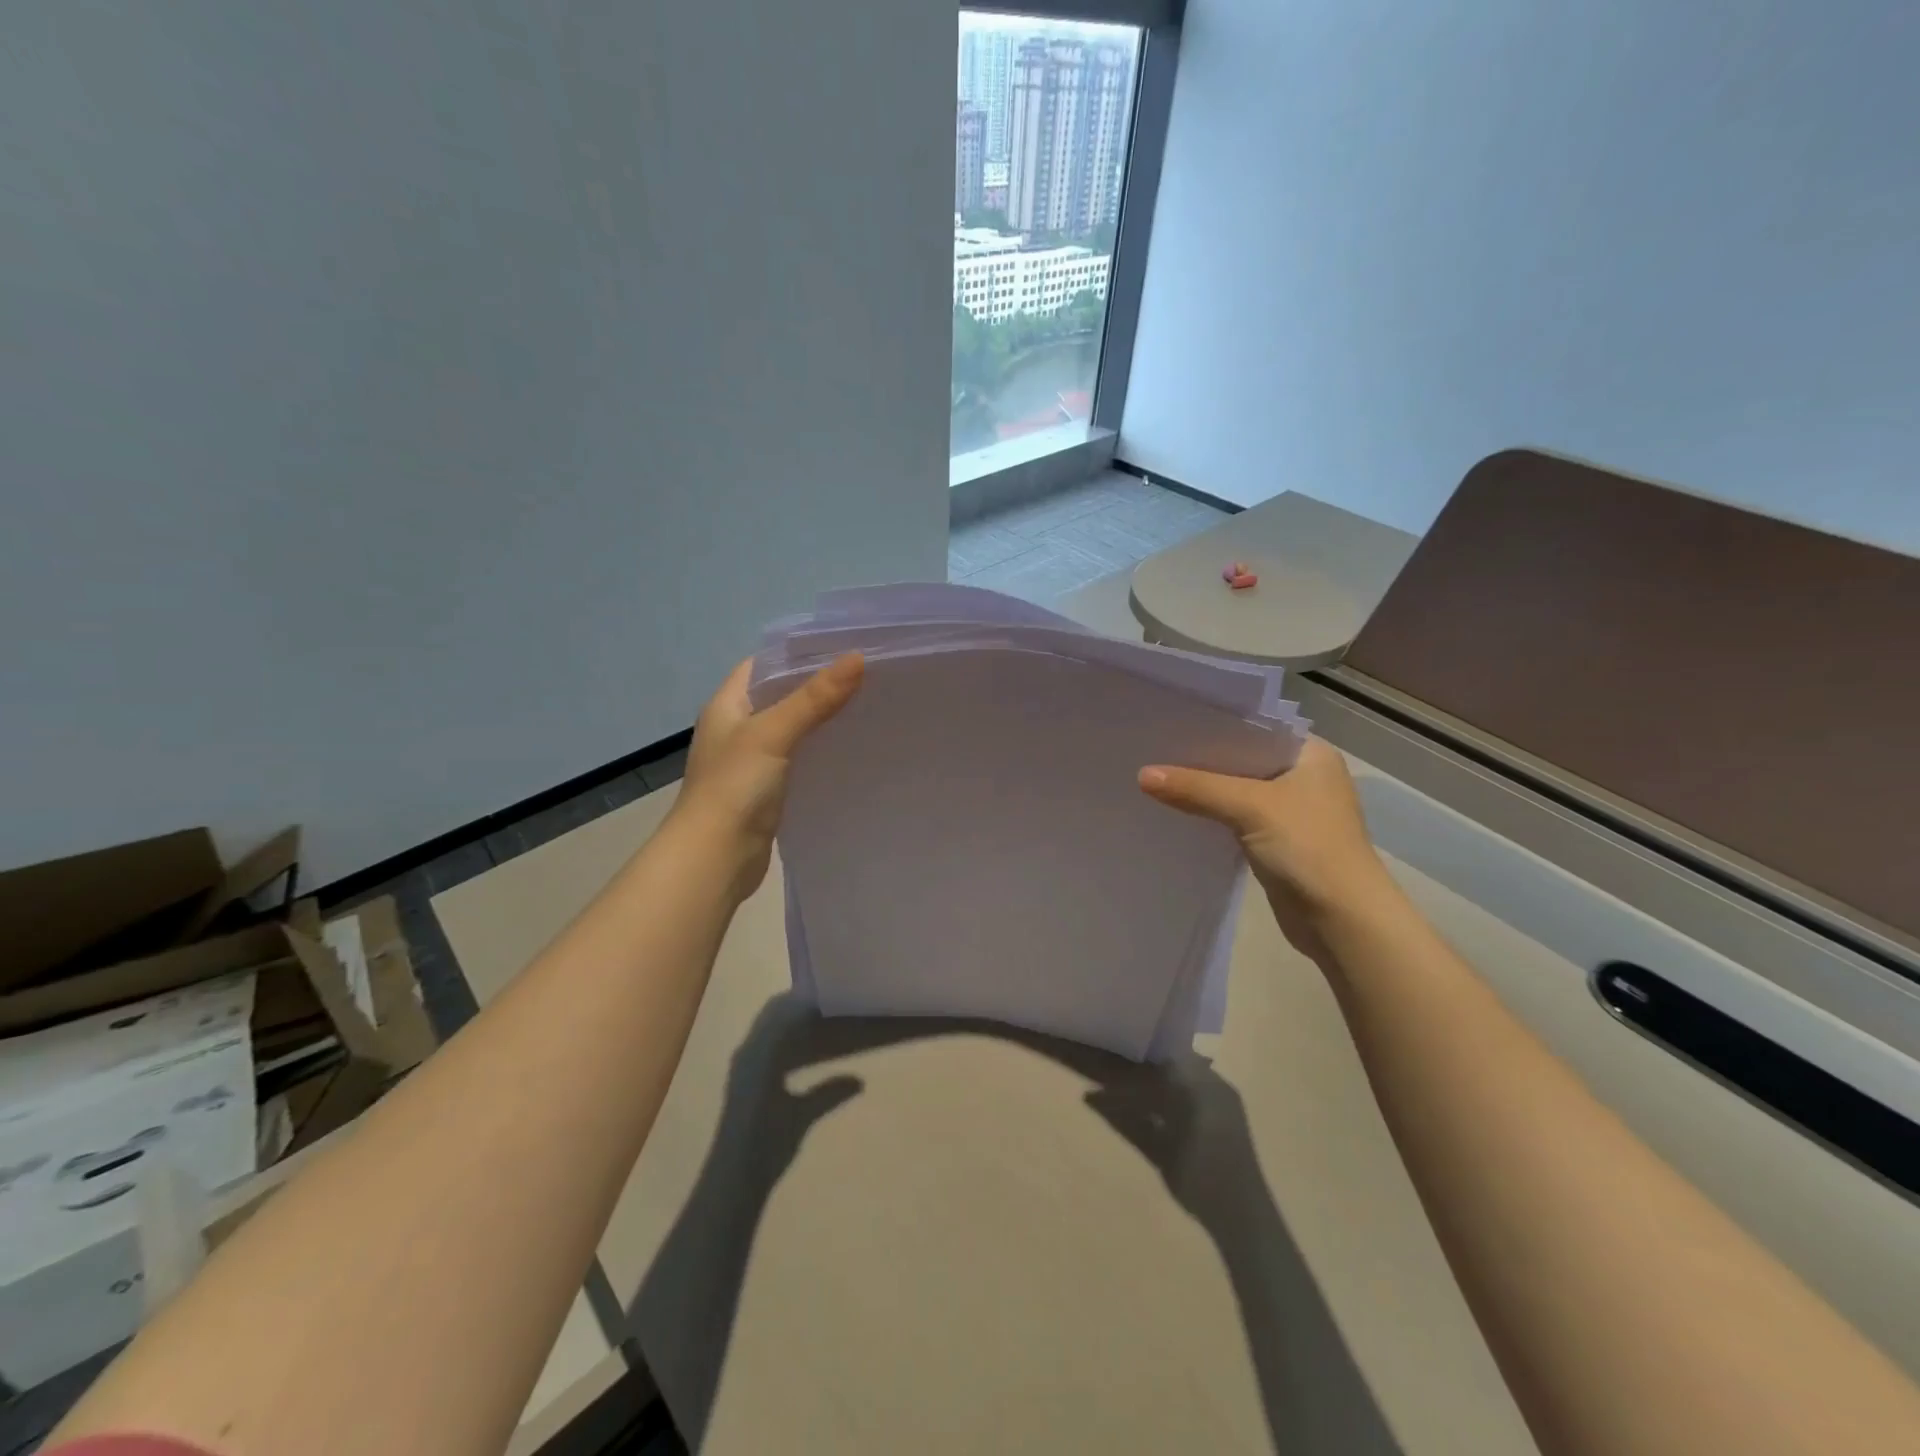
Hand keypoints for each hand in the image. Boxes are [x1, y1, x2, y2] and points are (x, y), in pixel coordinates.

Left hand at [673, 653, 863, 897]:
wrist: (715, 857)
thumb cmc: (735, 787)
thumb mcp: (774, 733)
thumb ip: (815, 698)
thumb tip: (858, 658)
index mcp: (727, 705)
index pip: (763, 664)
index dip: (797, 653)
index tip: (841, 648)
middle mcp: (736, 728)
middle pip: (779, 695)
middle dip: (817, 685)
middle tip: (864, 677)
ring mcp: (750, 761)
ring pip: (790, 728)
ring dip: (820, 719)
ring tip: (864, 706)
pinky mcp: (765, 789)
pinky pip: (796, 758)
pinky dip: (818, 750)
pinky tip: (847, 749)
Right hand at [1137, 737, 1393, 967]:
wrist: (1342, 919)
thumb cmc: (1308, 847)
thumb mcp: (1249, 807)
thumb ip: (1196, 788)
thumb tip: (1141, 775)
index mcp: (1312, 754)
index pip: (1255, 727)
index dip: (1214, 724)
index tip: (1172, 719)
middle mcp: (1304, 776)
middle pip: (1243, 759)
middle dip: (1203, 758)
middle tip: (1154, 746)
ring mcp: (1292, 811)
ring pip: (1237, 790)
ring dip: (1205, 788)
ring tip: (1157, 774)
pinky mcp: (1278, 840)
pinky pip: (1236, 817)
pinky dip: (1211, 813)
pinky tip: (1177, 808)